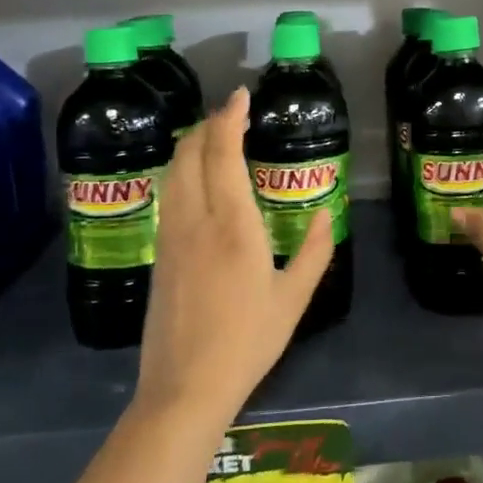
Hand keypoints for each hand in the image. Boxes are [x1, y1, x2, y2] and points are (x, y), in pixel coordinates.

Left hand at [138, 88, 333, 423]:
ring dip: (191, 145)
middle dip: (208, 125)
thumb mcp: (294, 298)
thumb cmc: (248, 341)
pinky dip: (181, 171)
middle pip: (189, 154)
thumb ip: (315, 250)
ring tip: (213, 137)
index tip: (242, 96)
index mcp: (232, 225)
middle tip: (232, 113)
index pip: (223, 155)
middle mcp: (195, 220)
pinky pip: (168, 194)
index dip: (230, 119)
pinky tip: (195, 179)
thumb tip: (323, 212)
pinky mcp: (159, 253)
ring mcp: (171, 236)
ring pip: (172, 173)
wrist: (185, 387)